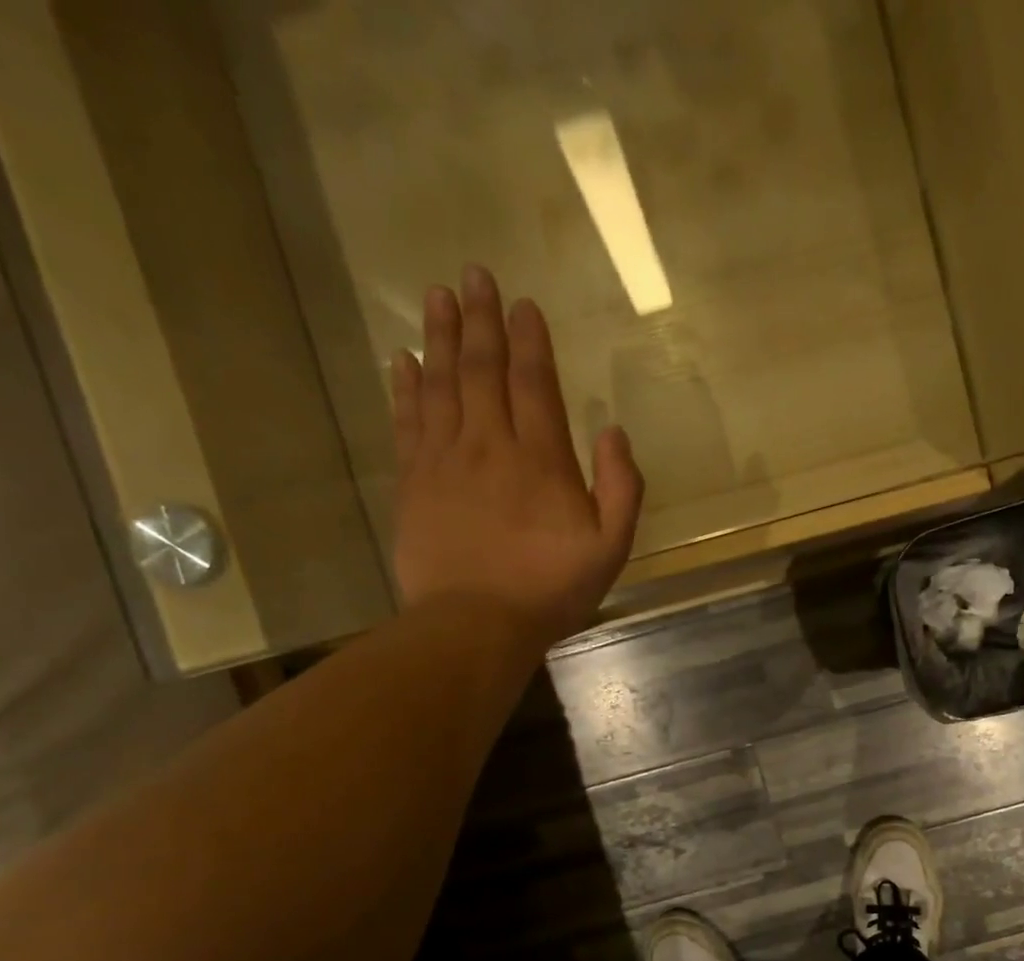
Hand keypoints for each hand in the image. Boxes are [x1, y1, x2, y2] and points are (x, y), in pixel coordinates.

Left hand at [390, 265, 643, 647]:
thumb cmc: (551, 589)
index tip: (523, 303)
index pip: (535, 384)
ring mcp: (445, 460)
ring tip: (437, 295)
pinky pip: (408, 420)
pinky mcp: (413, 481)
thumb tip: (614, 432)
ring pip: (441, 383)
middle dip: (481, 319)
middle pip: (482, 369)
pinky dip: (405, 386)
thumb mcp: (610, 548)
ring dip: (440, 336)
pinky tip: (403, 359)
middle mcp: (490, 444)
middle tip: (474, 274)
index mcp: (541, 459)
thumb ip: (620, 489)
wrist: (475, 622)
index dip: (530, 341)